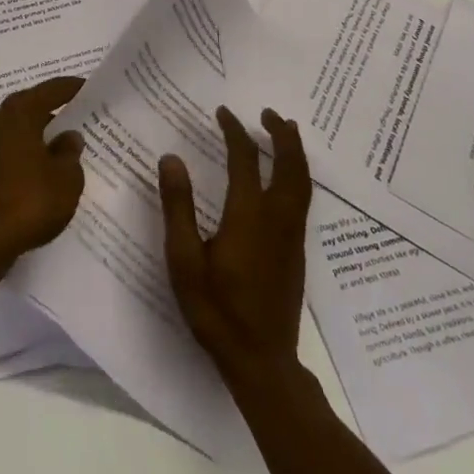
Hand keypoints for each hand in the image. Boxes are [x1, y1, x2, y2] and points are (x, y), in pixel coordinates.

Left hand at [0, 76, 86, 273]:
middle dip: (47, 113)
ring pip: (10, 132)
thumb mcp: (66, 179)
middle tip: (70, 118)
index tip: (85, 87)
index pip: (48, 91)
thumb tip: (68, 137)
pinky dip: (17, 157)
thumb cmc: (28, 202)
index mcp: (17, 114)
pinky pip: (0, 153)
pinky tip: (32, 173)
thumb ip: (69, 153)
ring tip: (54, 149)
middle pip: (25, 109)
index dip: (69, 88)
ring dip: (30, 137)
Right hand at [160, 107, 311, 381]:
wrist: (261, 361)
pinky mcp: (297, 251)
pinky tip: (287, 177)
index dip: (234, 132)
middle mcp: (277, 218)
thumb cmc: (215, 310)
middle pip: (289, 165)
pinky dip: (297, 174)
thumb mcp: (184, 259)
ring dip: (294, 152)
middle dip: (280, 134)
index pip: (244, 159)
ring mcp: (292, 236)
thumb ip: (178, 206)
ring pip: (302, 181)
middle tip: (267, 112)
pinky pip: (303, 198)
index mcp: (248, 215)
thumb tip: (171, 158)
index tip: (223, 112)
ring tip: (284, 132)